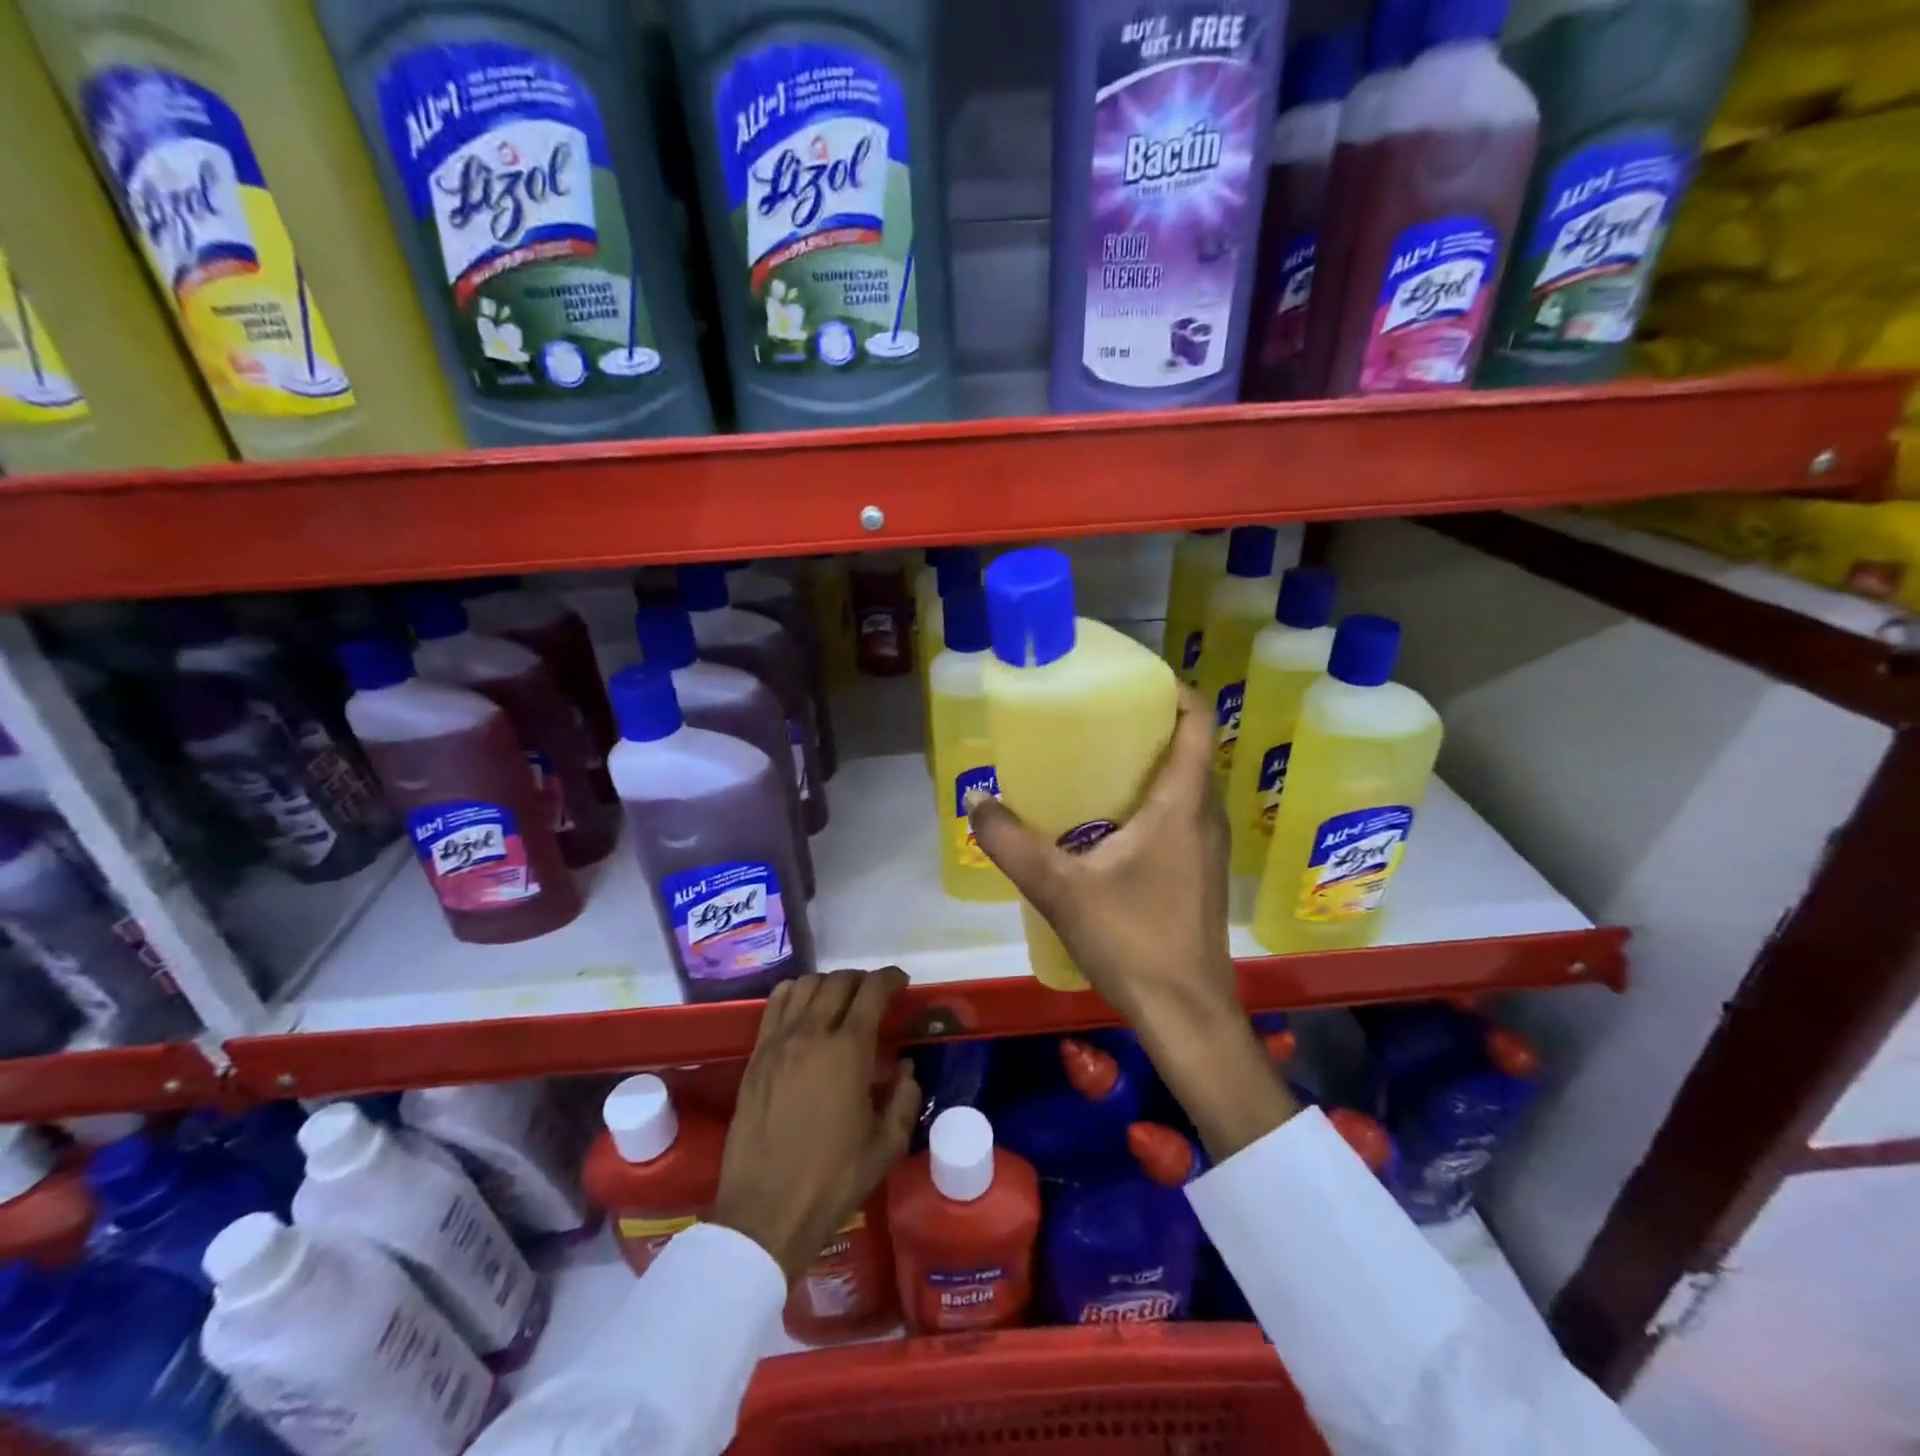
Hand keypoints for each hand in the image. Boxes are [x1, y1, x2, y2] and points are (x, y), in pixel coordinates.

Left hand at [712, 968, 920, 1282]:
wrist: (766, 1212)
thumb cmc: (834, 1179)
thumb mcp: (887, 1144)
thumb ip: (904, 1098)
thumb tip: (905, 1068)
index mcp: (848, 1049)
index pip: (872, 991)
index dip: (890, 979)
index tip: (901, 982)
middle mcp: (812, 1033)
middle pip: (838, 982)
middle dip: (862, 981)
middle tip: (874, 996)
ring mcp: (778, 1042)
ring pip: (805, 985)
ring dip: (828, 984)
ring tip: (840, 1001)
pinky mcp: (755, 1057)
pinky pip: (775, 1005)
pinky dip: (794, 993)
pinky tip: (803, 1009)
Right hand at [968, 688, 1295, 1160]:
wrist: (1186, 1015)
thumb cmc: (1133, 942)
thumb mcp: (1061, 890)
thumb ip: (1013, 844)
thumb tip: (977, 802)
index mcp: (1182, 804)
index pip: (1197, 722)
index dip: (1172, 690)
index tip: (1132, 677)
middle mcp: (1203, 816)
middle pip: (1190, 749)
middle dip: (1149, 724)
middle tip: (1096, 716)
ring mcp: (1206, 848)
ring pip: (1186, 785)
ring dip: (1151, 764)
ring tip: (1095, 760)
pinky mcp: (1198, 874)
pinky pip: (1180, 815)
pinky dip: (1152, 800)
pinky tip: (1107, 823)